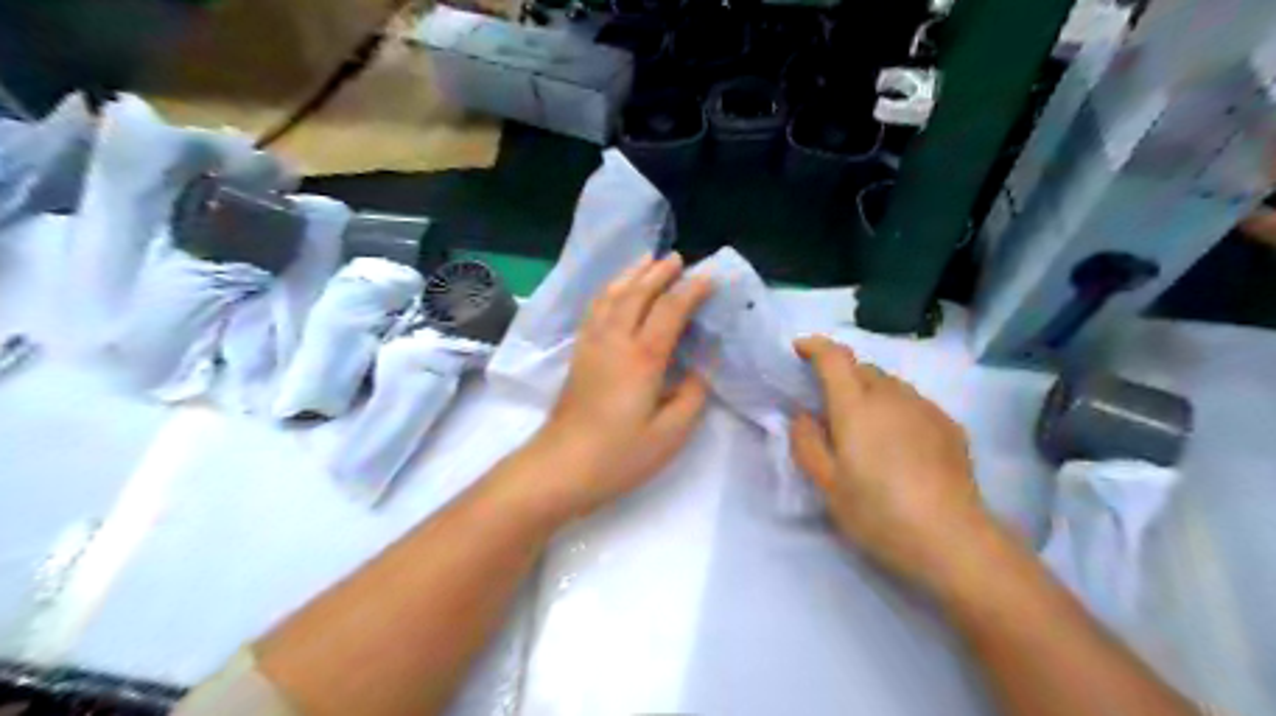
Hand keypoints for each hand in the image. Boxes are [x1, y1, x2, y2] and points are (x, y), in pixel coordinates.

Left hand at [523, 255, 713, 518]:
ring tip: (647, 258)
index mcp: (642, 357)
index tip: (711, 277)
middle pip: (637, 293)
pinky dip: (609, 290)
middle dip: (660, 272)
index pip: (670, 309)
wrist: (561, 466)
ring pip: (612, 295)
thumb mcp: (670, 433)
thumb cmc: (620, 455)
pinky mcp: (578, 354)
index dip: (692, 290)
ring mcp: (592, 344)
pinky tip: (615, 291)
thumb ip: (693, 394)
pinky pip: (595, 309)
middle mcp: (615, 340)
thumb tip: (703, 365)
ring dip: (631, 274)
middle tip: (679, 258)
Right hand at [794, 336, 1001, 597]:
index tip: (798, 350)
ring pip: (890, 385)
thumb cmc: (878, 513)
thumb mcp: (827, 485)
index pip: (834, 357)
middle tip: (829, 407)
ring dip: (870, 393)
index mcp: (856, 406)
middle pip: (862, 369)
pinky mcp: (948, 425)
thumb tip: (803, 415)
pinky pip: (913, 403)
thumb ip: (807, 443)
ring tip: (866, 429)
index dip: (814, 346)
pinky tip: (899, 444)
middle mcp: (891, 396)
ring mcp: (925, 408)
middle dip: (841, 376)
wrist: (951, 539)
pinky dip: (897, 409)